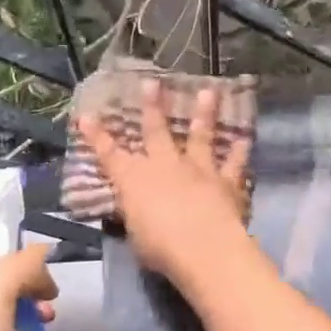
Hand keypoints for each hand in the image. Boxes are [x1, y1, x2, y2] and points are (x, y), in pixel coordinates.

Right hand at [75, 80, 253, 285]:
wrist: (203, 248)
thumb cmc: (159, 248)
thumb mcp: (135, 235)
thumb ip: (135, 216)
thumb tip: (134, 210)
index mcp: (134, 180)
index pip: (109, 155)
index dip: (96, 136)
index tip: (86, 116)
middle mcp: (165, 165)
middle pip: (156, 131)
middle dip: (152, 106)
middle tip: (152, 83)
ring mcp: (198, 170)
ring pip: (200, 136)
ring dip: (204, 113)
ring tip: (208, 92)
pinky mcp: (226, 181)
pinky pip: (234, 163)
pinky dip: (239, 151)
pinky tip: (244, 138)